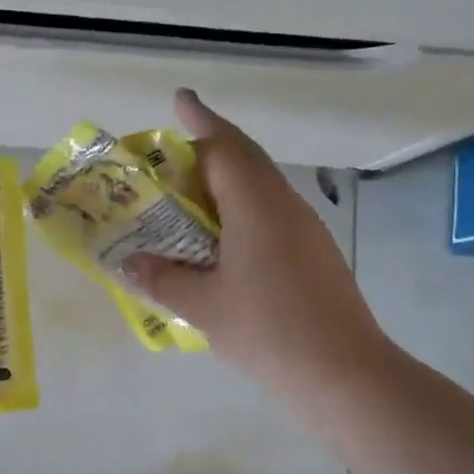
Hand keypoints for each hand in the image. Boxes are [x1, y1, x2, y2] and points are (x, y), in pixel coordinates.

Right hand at [126, 91, 396, 399]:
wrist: (344, 374)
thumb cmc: (268, 332)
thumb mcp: (203, 306)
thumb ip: (162, 278)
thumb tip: (128, 263)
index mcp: (257, 206)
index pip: (224, 148)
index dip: (199, 121)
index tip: (180, 99)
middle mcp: (284, 205)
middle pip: (247, 159)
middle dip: (211, 144)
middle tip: (174, 150)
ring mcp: (305, 228)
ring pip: (262, 185)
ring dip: (228, 177)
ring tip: (191, 193)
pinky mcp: (315, 252)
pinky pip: (272, 211)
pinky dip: (242, 207)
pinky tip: (224, 238)